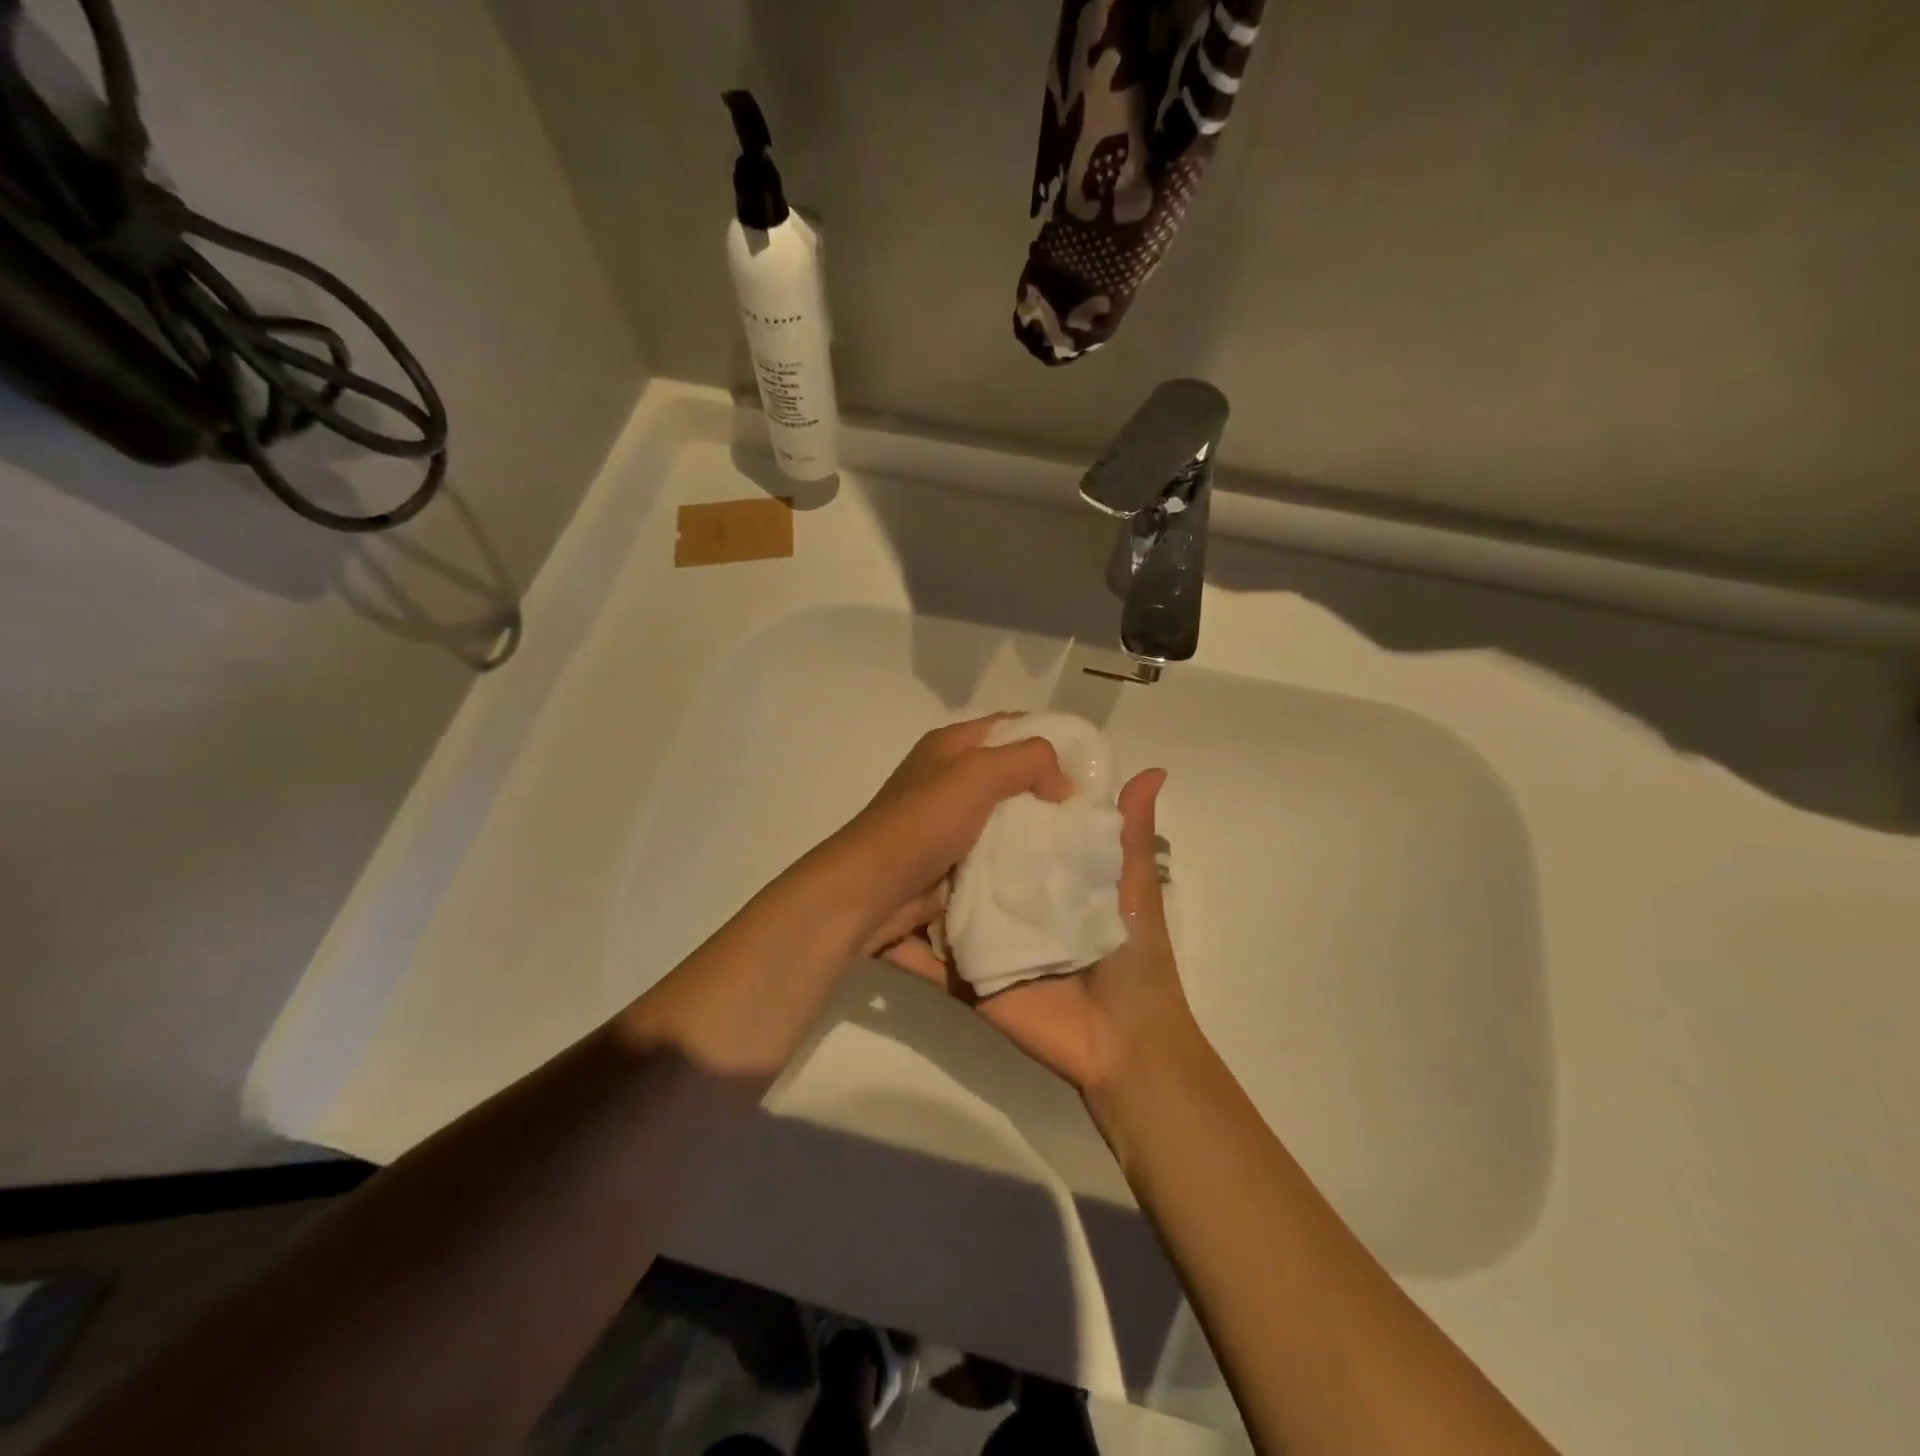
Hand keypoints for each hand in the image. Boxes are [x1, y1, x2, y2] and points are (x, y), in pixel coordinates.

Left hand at [818, 714, 1072, 955]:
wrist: (869, 893)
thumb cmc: (922, 824)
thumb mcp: (977, 773)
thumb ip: (1028, 761)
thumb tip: (1063, 783)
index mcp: (950, 748)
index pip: (1010, 727)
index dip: (1050, 741)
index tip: (1089, 769)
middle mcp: (947, 781)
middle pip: (1010, 779)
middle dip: (1048, 796)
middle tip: (1089, 816)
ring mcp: (948, 828)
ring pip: (1006, 825)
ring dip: (1036, 839)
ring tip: (1079, 852)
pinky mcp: (950, 867)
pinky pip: (994, 863)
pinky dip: (1016, 870)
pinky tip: (1048, 879)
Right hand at [882, 768, 1202, 1097]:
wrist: (1124, 1042)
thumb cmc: (1134, 957)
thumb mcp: (1134, 886)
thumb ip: (1130, 833)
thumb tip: (1154, 768)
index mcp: (1047, 875)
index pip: (1015, 828)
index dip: (996, 797)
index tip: (971, 757)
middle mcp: (1009, 899)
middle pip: (972, 861)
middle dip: (946, 832)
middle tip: (912, 792)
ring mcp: (984, 936)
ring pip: (943, 900)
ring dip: (915, 878)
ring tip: (879, 838)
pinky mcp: (966, 973)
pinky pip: (928, 954)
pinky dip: (899, 938)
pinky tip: (869, 909)